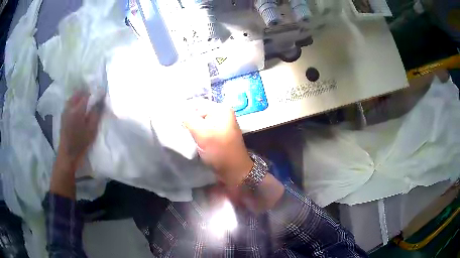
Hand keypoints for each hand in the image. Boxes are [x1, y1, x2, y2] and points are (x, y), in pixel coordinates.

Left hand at [57, 90, 102, 170]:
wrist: (67, 155)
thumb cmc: (81, 144)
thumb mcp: (91, 130)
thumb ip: (96, 113)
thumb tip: (100, 100)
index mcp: (77, 110)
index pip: (87, 94)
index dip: (94, 93)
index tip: (100, 94)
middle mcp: (69, 107)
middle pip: (78, 92)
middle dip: (86, 92)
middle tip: (93, 99)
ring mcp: (65, 111)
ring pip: (73, 97)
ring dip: (80, 96)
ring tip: (87, 103)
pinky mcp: (63, 115)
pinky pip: (70, 103)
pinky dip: (75, 101)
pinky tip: (79, 109)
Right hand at [183, 101, 252, 186]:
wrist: (234, 171)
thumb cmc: (220, 150)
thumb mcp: (202, 133)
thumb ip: (188, 119)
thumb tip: (177, 110)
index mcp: (220, 109)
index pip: (196, 103)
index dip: (184, 111)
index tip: (175, 122)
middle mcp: (221, 114)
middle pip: (197, 112)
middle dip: (187, 121)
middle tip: (179, 130)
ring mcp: (220, 124)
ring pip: (199, 122)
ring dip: (191, 129)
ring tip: (184, 136)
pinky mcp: (217, 134)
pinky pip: (203, 130)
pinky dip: (196, 134)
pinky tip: (191, 140)